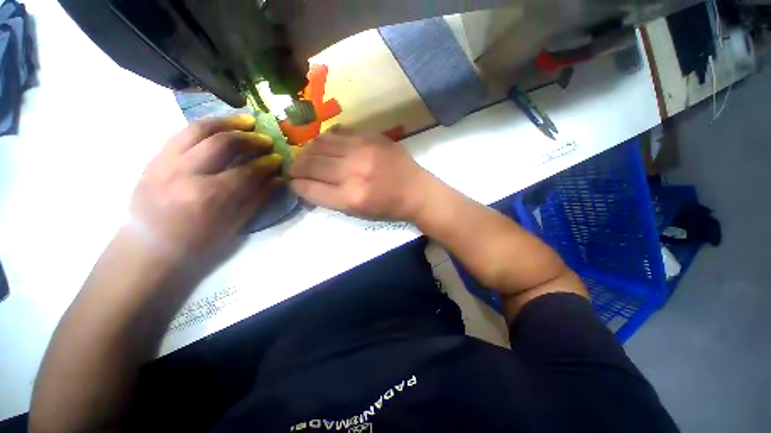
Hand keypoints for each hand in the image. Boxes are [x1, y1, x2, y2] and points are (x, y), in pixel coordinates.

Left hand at [129, 115, 282, 259]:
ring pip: (201, 128)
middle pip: (224, 142)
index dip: (265, 164)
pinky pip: (183, 132)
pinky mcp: (156, 156)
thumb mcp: (225, 233)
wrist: (148, 249)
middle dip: (250, 138)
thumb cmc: (189, 250)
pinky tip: (217, 128)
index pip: (245, 173)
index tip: (277, 159)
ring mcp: (167, 161)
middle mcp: (186, 174)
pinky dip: (205, 127)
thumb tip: (275, 179)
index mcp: (206, 200)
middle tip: (264, 140)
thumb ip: (252, 203)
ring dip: (228, 121)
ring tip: (245, 122)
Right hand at [290, 127, 430, 220]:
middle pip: (312, 163)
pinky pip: (338, 131)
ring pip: (321, 143)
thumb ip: (327, 197)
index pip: (310, 188)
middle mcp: (355, 171)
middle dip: (296, 166)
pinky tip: (323, 144)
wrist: (417, 190)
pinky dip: (326, 138)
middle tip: (292, 168)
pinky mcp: (370, 136)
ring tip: (305, 155)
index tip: (291, 182)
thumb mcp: (355, 213)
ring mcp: (363, 149)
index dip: (295, 184)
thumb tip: (303, 183)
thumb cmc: (385, 207)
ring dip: (308, 150)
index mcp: (351, 197)